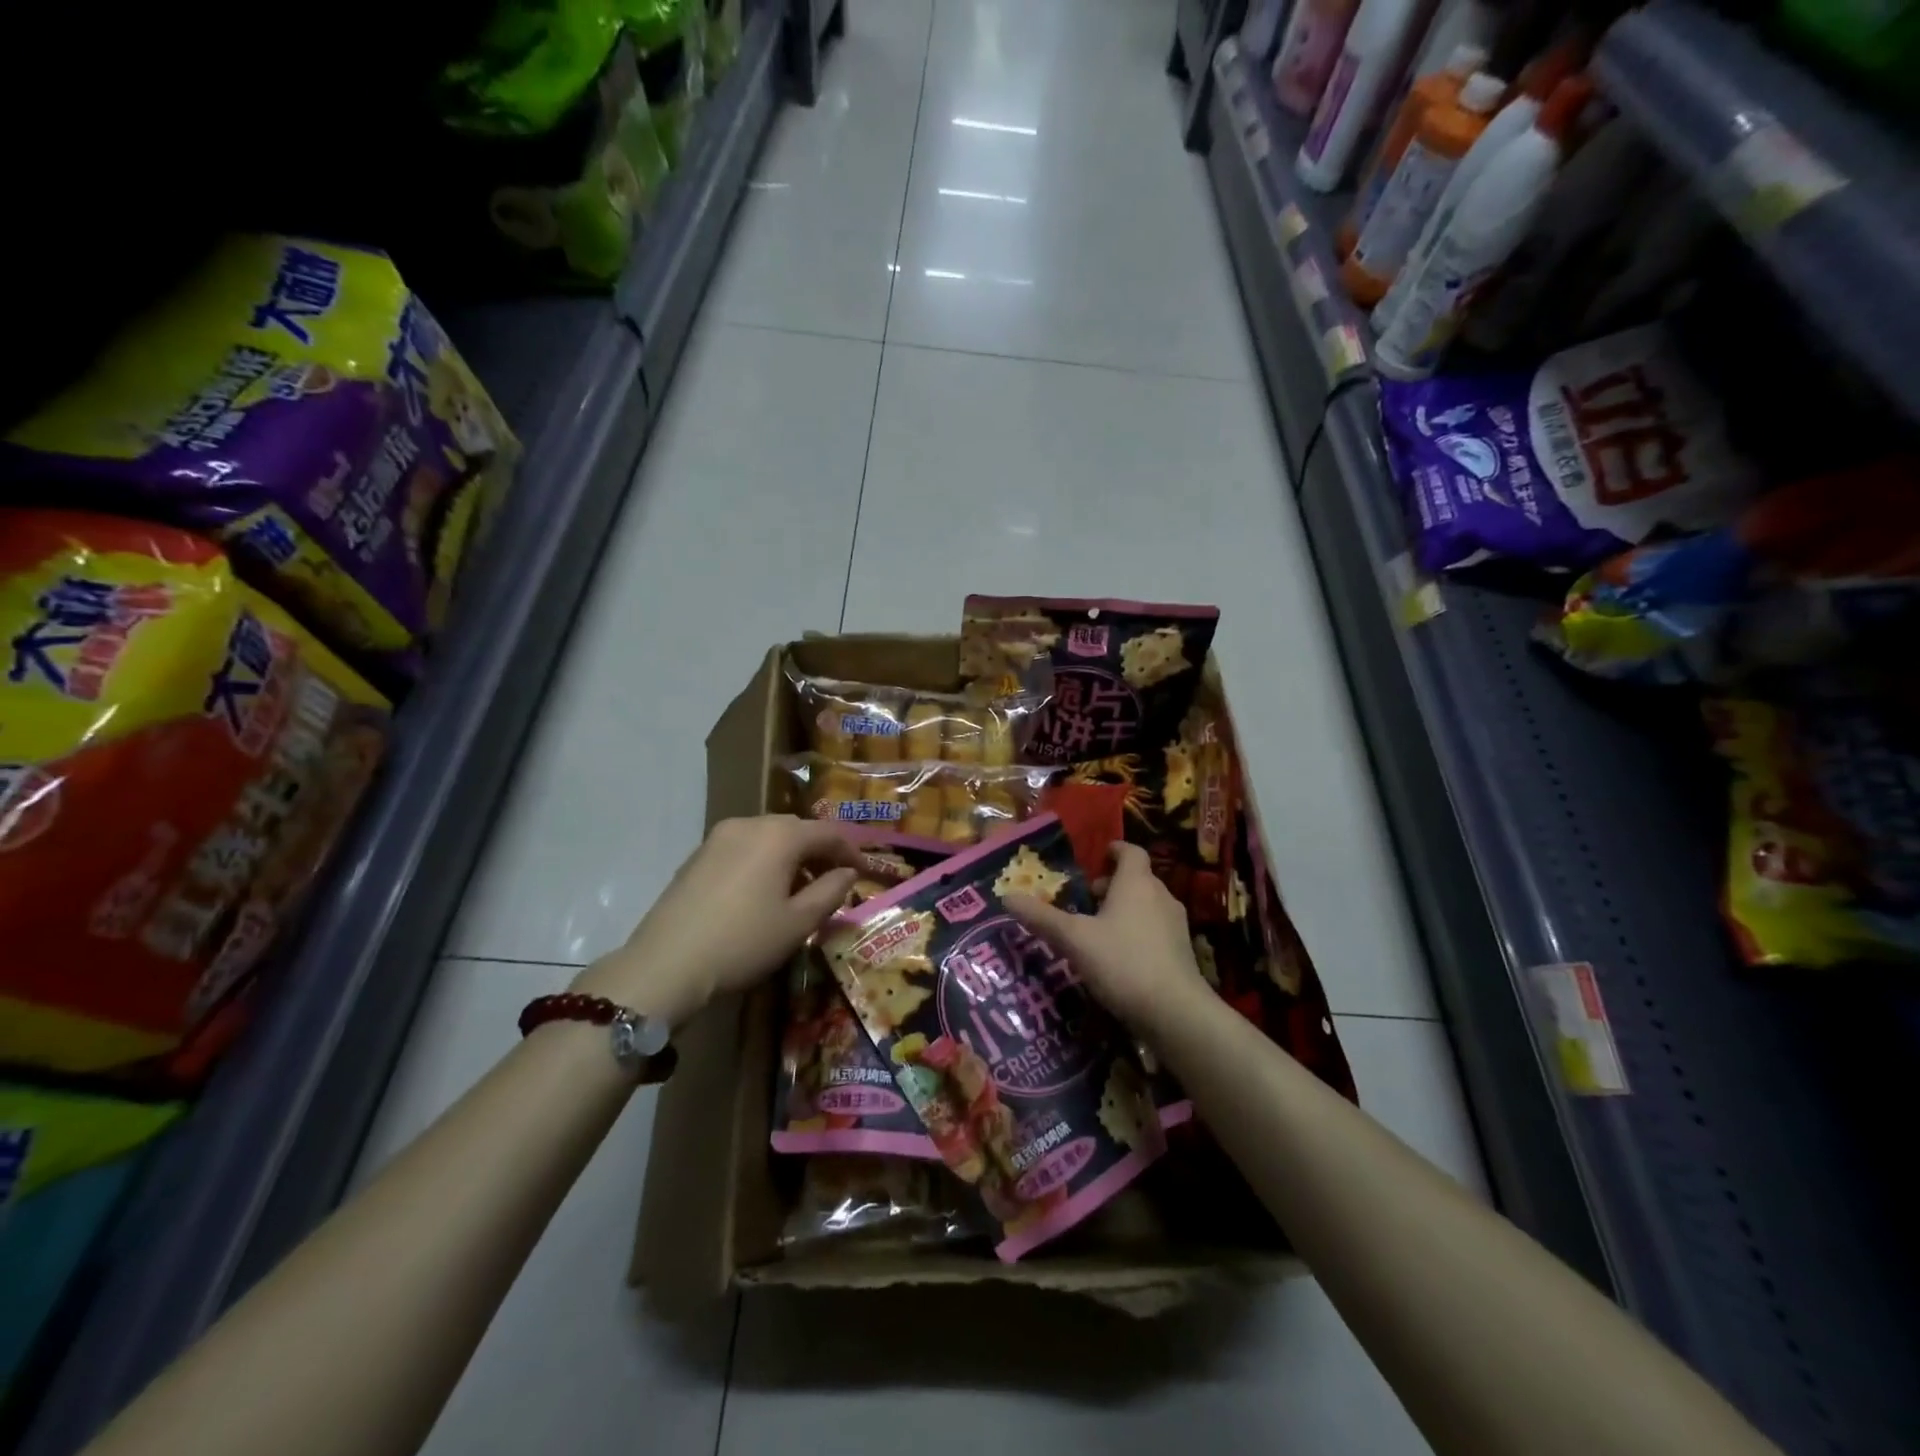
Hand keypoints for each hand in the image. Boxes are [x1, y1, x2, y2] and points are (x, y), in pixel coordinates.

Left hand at [572, 816, 862, 1024]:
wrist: (667, 964)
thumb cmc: (744, 942)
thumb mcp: (798, 923)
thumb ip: (830, 892)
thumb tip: (847, 873)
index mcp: (779, 835)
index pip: (827, 832)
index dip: (850, 850)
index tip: (863, 871)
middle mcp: (749, 824)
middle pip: (796, 829)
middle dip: (819, 851)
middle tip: (834, 880)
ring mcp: (718, 838)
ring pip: (768, 837)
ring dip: (790, 856)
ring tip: (800, 889)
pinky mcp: (697, 856)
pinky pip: (743, 848)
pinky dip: (763, 861)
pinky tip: (763, 892)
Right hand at [1005, 841, 1208, 1028]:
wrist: (1176, 1012)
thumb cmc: (1122, 962)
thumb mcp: (1074, 939)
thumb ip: (1041, 917)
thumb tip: (1006, 897)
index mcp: (1136, 882)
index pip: (1130, 851)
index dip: (1114, 850)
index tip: (1097, 857)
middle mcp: (1161, 896)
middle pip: (1137, 879)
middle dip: (1112, 885)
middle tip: (1085, 900)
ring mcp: (1175, 925)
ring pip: (1146, 905)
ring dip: (1124, 910)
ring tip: (1097, 930)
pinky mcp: (1182, 953)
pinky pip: (1155, 930)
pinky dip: (1136, 932)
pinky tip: (1118, 958)